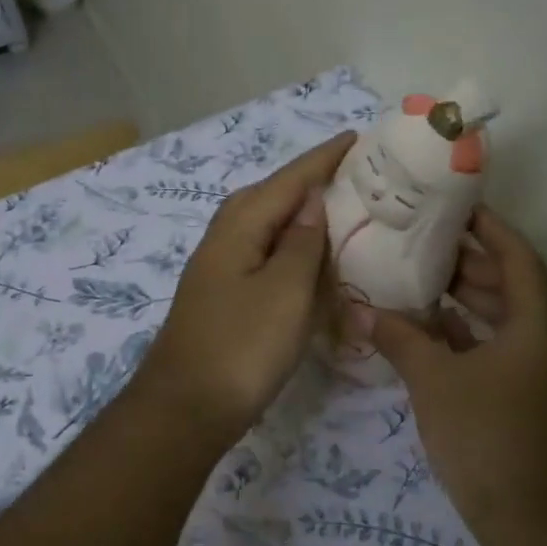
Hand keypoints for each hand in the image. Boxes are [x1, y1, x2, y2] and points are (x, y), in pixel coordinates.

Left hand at [136, 131, 354, 443]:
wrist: (187, 408)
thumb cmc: (242, 346)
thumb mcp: (285, 290)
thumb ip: (302, 241)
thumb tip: (312, 198)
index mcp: (241, 224)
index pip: (291, 179)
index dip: (325, 159)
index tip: (359, 137)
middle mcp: (226, 236)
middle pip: (274, 195)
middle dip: (313, 180)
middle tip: (358, 174)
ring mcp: (221, 267)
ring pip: (268, 226)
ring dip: (302, 214)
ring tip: (342, 208)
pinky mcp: (225, 295)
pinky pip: (265, 255)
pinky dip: (292, 248)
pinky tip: (311, 260)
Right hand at [356, 207, 546, 529]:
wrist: (528, 519)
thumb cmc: (485, 437)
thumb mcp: (435, 381)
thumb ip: (399, 339)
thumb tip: (359, 308)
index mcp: (537, 325)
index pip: (518, 257)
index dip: (490, 228)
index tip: (456, 207)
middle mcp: (545, 339)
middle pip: (511, 284)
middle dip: (470, 260)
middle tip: (423, 239)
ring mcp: (537, 370)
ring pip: (502, 317)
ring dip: (466, 296)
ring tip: (419, 274)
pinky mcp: (524, 394)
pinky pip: (496, 347)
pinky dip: (466, 332)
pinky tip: (429, 326)